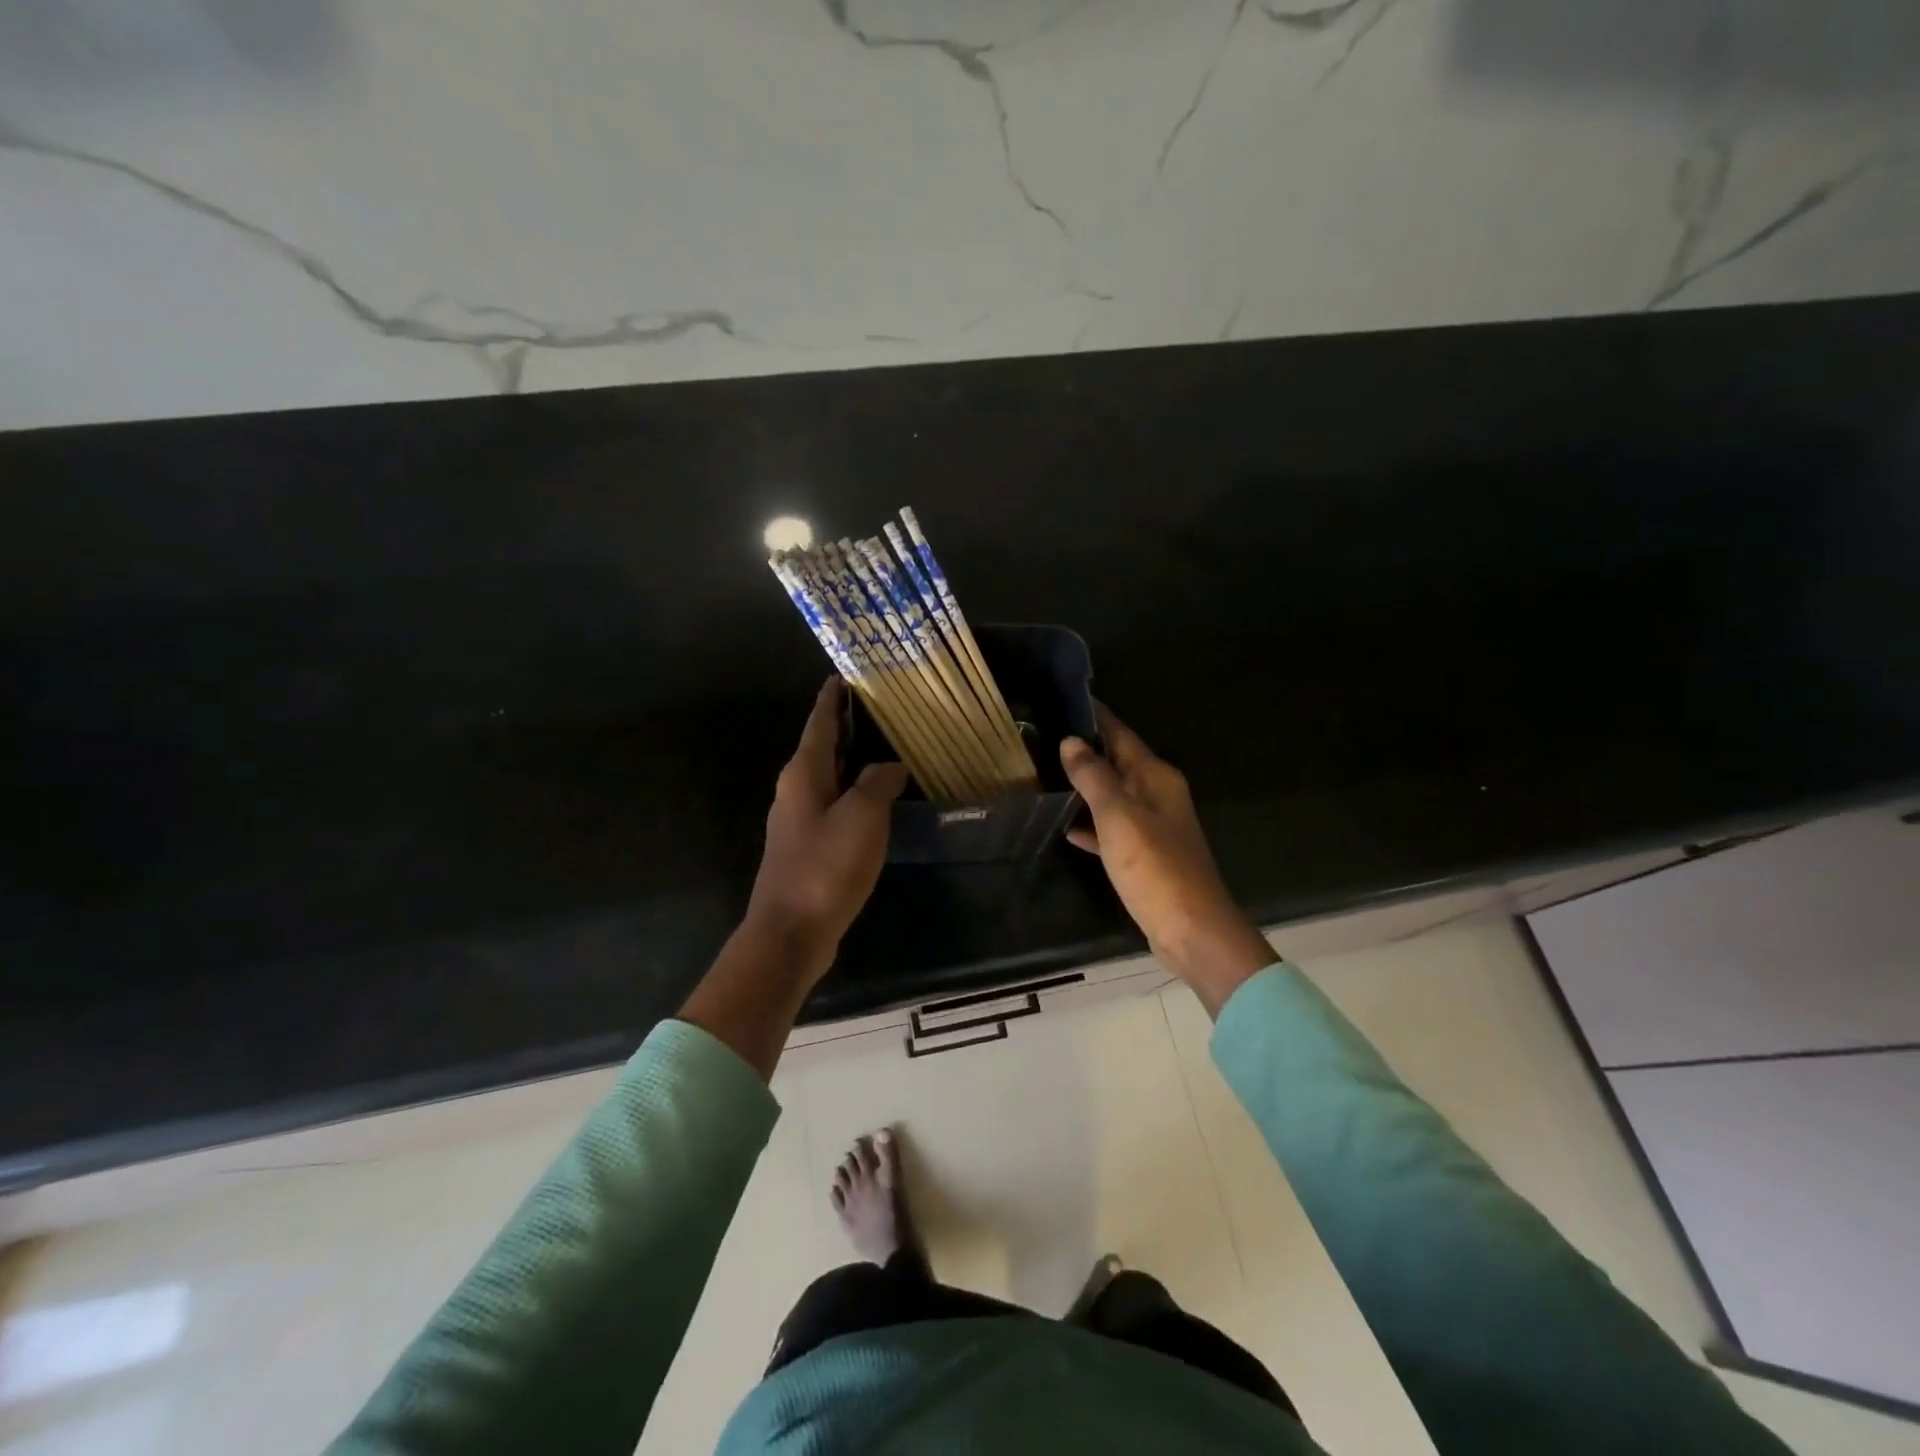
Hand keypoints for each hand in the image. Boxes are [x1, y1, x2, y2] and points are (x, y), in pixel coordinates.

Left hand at [744, 678, 908, 977]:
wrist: (791, 932)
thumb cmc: (825, 867)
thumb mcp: (862, 817)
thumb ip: (878, 783)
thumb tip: (891, 766)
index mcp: (803, 774)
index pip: (820, 723)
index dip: (832, 699)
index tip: (843, 676)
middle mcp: (796, 791)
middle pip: (823, 748)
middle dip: (847, 727)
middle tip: (880, 710)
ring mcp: (799, 822)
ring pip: (830, 779)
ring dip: (853, 762)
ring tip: (886, 749)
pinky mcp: (808, 848)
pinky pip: (835, 807)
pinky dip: (855, 794)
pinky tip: (877, 801)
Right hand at [1060, 705, 1276, 1016]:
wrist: (1192, 931)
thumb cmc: (1156, 869)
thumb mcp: (1119, 818)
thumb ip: (1094, 777)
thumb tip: (1071, 742)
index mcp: (1155, 777)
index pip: (1120, 733)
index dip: (1093, 717)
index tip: (1060, 699)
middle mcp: (1157, 794)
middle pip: (1116, 762)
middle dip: (1083, 750)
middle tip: (1039, 737)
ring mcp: (1152, 826)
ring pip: (1111, 795)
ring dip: (1083, 786)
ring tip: (1043, 774)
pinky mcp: (1144, 856)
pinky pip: (1111, 828)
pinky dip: (1090, 824)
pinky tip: (1064, 826)